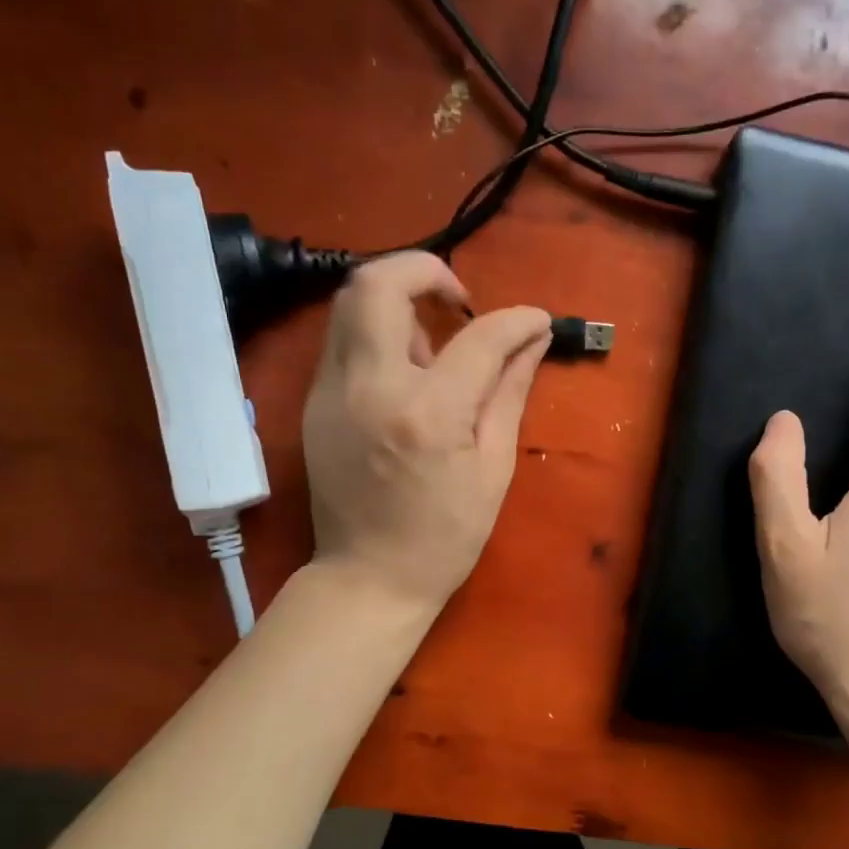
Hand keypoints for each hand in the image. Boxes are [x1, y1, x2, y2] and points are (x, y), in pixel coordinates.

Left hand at [302, 252, 550, 611]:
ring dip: (398, 300)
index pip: (478, 337)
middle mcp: (369, 388)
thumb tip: (533, 340)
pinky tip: (406, 371)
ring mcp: (330, 392)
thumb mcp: (493, 468)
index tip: (536, 320)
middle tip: (460, 300)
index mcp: (427, 414)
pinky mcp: (312, 401)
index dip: (516, 319)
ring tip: (434, 340)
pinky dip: (379, 332)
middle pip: (378, 283)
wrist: (367, 578)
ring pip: (350, 301)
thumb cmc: (444, 536)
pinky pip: (344, 339)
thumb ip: (509, 392)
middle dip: (426, 270)